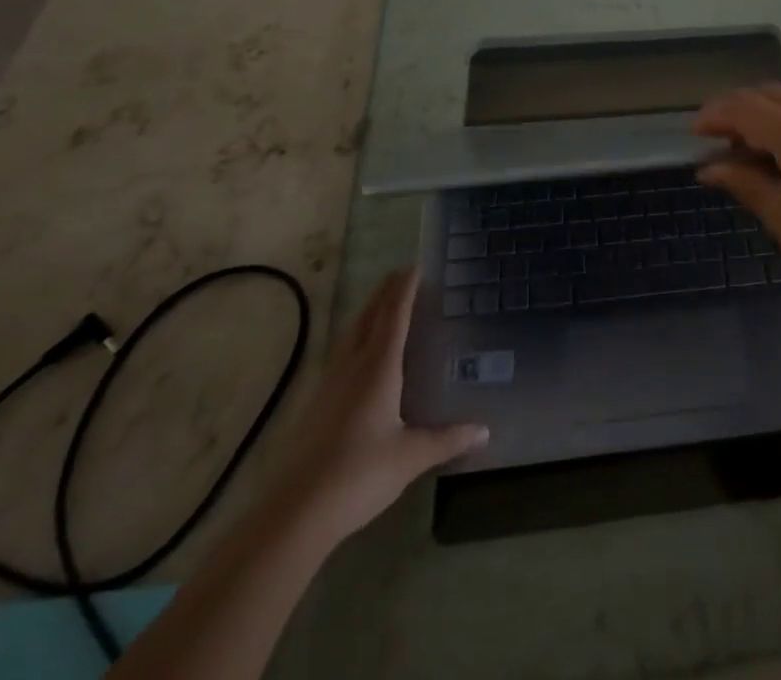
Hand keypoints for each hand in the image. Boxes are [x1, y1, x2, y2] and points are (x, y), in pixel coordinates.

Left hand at [273, 267, 486, 544]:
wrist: (295, 513)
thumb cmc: (360, 474)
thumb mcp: (411, 457)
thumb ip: (448, 439)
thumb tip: (485, 430)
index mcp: (378, 368)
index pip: (394, 316)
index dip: (405, 290)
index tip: (415, 266)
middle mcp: (352, 367)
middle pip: (368, 318)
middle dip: (385, 294)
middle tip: (400, 276)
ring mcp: (329, 386)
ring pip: (350, 336)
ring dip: (367, 314)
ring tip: (381, 306)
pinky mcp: (316, 407)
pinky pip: (341, 356)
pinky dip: (355, 340)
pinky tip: (358, 356)